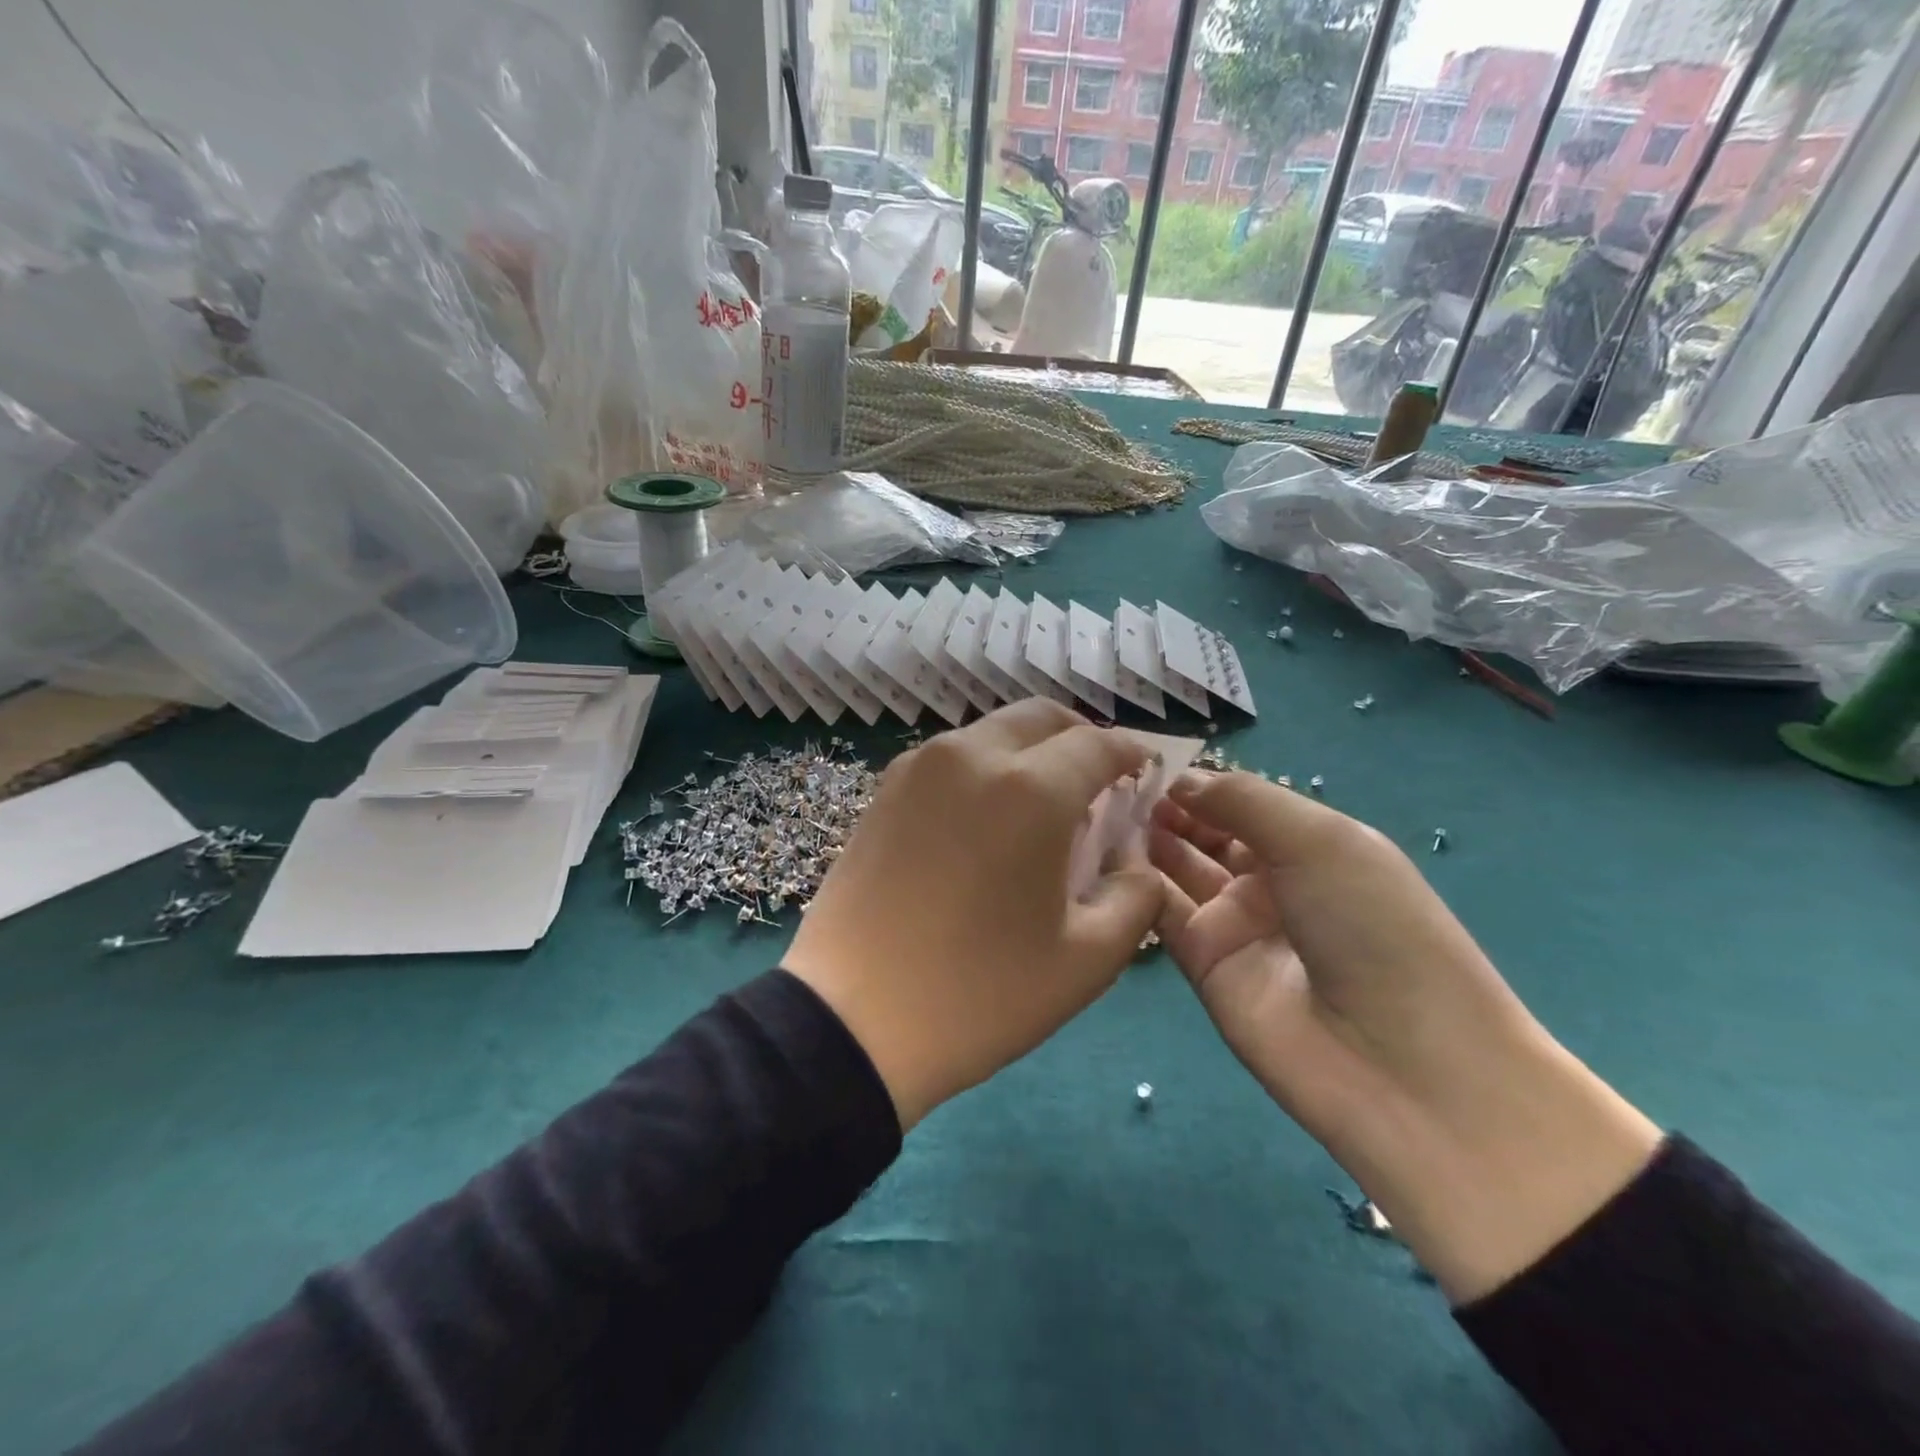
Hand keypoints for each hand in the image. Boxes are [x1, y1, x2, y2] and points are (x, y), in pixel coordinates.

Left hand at [783, 700, 1163, 1130]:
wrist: (851, 1020)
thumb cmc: (979, 994)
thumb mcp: (1086, 961)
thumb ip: (1136, 897)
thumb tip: (1138, 862)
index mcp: (1030, 789)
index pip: (1098, 744)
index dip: (1131, 754)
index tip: (1146, 773)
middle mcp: (973, 756)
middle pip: (1042, 718)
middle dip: (1081, 738)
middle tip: (1098, 782)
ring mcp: (919, 767)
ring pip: (993, 731)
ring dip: (1031, 750)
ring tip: (1043, 803)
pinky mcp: (884, 788)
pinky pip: (953, 756)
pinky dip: (986, 766)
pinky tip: (988, 817)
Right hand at [1150, 772, 1659, 1302]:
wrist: (1403, 1066)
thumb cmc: (1374, 927)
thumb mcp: (1320, 841)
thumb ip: (1242, 800)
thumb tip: (1178, 779)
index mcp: (1310, 844)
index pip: (1239, 800)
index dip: (1197, 779)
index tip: (1142, 758)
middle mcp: (1269, 879)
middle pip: (1203, 831)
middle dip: (1164, 806)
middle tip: (1111, 783)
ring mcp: (1234, 923)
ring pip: (1176, 868)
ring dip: (1144, 838)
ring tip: (1098, 807)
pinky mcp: (1202, 964)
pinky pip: (1161, 912)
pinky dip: (1134, 882)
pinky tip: (1102, 852)